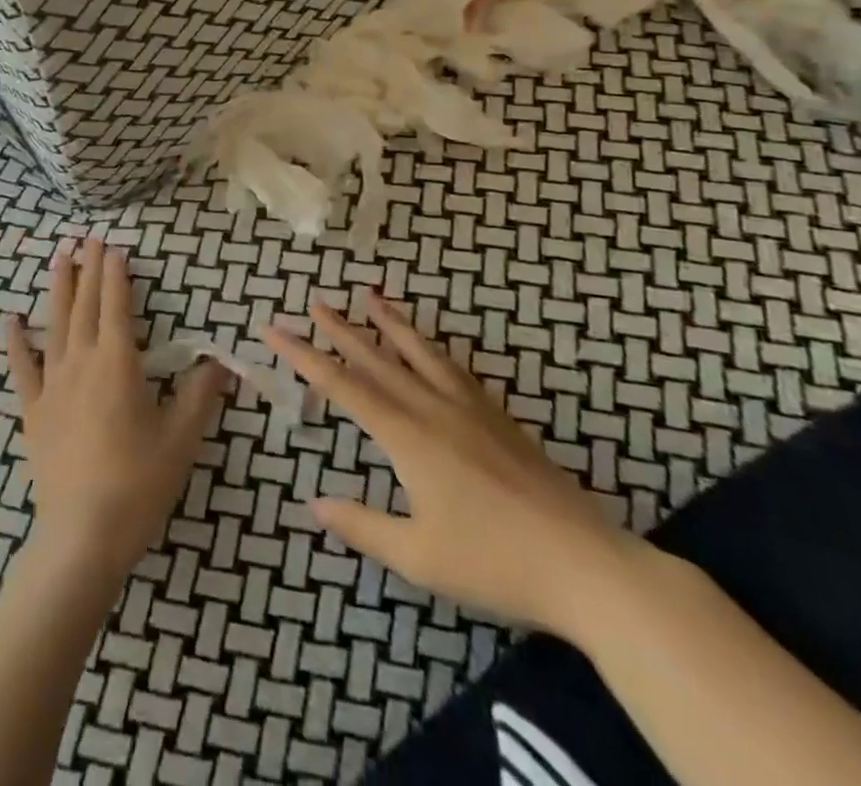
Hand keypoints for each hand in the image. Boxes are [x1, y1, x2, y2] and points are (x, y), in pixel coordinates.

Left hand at [5, 237, 227, 579]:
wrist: (81, 535)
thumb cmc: (137, 484)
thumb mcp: (181, 439)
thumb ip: (201, 396)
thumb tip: (219, 364)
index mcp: (118, 363)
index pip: (117, 305)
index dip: (116, 274)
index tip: (115, 248)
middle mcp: (82, 361)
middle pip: (85, 304)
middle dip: (88, 269)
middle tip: (88, 239)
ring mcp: (52, 384)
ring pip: (55, 324)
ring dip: (58, 289)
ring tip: (59, 259)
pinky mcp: (33, 409)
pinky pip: (22, 367)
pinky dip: (15, 341)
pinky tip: (10, 319)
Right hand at [264, 291, 648, 636]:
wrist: (586, 565)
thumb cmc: (495, 563)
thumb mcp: (419, 556)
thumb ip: (363, 526)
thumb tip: (315, 504)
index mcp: (407, 436)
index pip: (343, 386)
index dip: (304, 356)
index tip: (274, 329)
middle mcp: (433, 409)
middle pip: (377, 359)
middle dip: (341, 330)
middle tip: (315, 302)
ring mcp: (470, 409)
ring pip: (419, 353)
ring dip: (390, 323)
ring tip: (370, 296)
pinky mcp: (498, 417)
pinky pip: (454, 368)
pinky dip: (432, 348)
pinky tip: (431, 346)